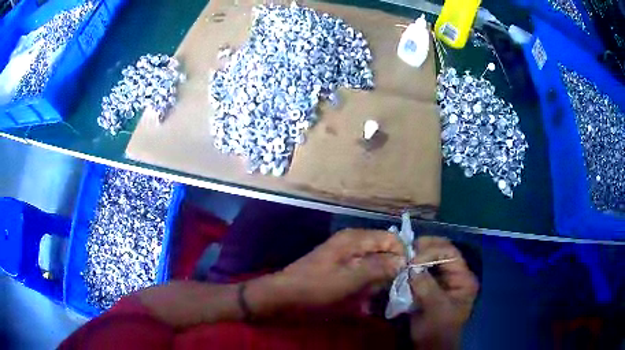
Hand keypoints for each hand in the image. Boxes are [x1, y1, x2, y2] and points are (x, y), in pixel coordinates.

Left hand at [277, 229, 405, 306]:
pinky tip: (363, 300)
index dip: (401, 255)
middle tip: (387, 290)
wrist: (284, 296)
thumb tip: (403, 261)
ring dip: (377, 281)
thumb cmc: (316, 287)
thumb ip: (378, 268)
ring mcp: (346, 256)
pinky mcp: (341, 269)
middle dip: (389, 271)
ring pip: (374, 264)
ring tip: (373, 297)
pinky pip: (363, 274)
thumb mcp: (350, 279)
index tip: (405, 276)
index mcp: (355, 239)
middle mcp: (353, 243)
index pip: (391, 239)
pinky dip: (366, 285)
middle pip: (384, 251)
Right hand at [409, 237, 478, 349]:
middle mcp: (456, 275)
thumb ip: (427, 286)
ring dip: (418, 257)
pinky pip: (423, 271)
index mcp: (464, 278)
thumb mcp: (436, 309)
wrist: (431, 346)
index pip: (451, 253)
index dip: (431, 251)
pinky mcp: (431, 286)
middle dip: (424, 249)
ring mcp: (443, 280)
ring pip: (431, 259)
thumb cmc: (438, 330)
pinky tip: (404, 267)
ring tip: (403, 257)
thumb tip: (412, 268)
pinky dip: (413, 268)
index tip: (412, 260)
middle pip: (442, 252)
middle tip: (406, 250)